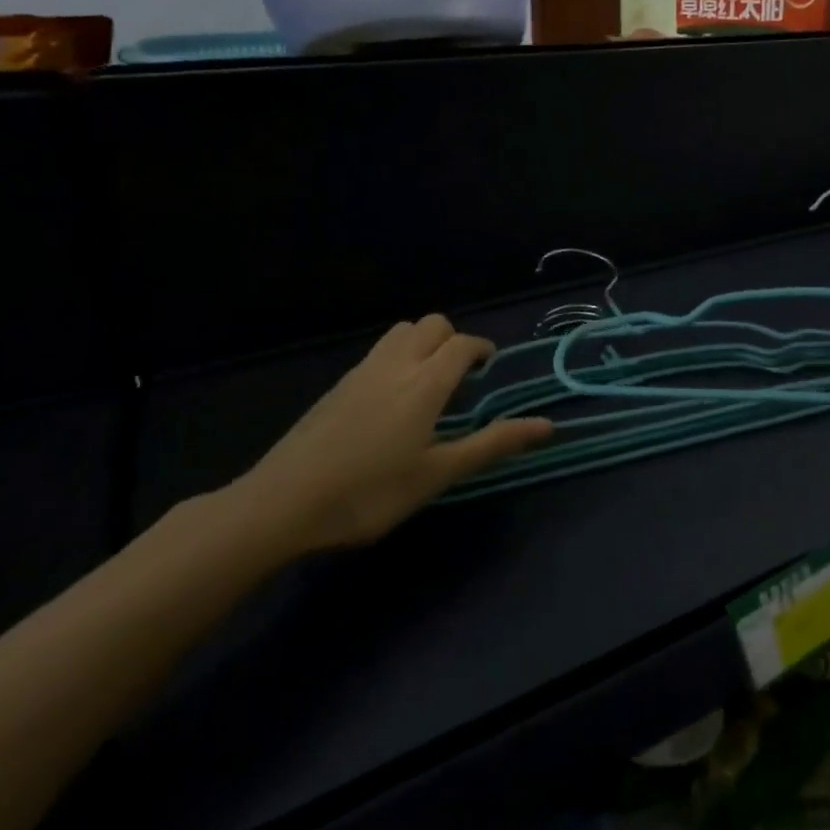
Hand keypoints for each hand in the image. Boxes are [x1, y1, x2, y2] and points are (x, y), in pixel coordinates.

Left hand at [230, 315, 551, 554]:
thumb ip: (493, 445)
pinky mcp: (337, 386)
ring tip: (428, 384)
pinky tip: (391, 401)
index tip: (489, 368)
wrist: (281, 504)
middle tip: (461, 378)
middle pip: (431, 325)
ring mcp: (361, 372)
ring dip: (423, 343)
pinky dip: (397, 358)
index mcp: (424, 383)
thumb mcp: (438, 474)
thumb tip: (548, 425)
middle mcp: (395, 364)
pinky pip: (378, 352)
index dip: (482, 349)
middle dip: (454, 339)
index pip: (462, 344)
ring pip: (401, 333)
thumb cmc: (370, 493)